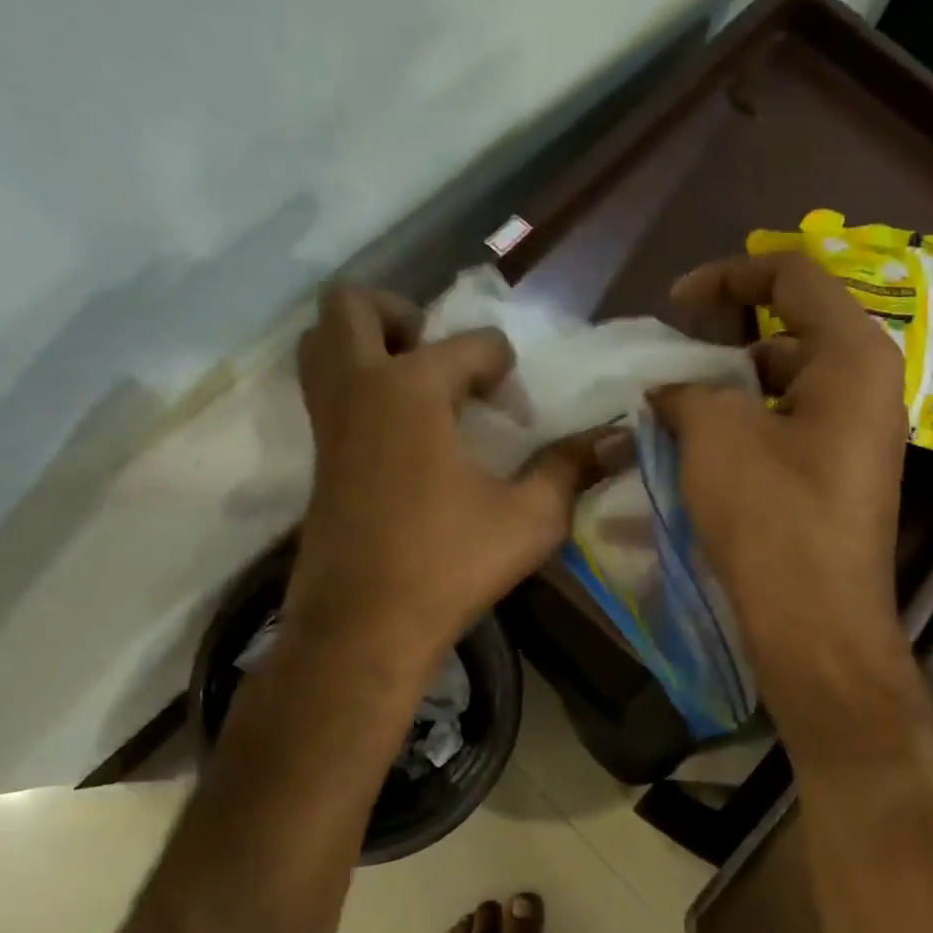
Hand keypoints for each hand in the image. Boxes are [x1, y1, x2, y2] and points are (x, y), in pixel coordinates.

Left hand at [284, 285, 602, 674]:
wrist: (363, 628)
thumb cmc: (448, 565)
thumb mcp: (529, 518)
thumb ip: (570, 469)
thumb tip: (615, 440)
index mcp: (412, 388)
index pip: (470, 344)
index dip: (502, 366)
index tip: (516, 406)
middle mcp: (360, 388)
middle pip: (351, 305)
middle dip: (399, 312)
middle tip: (438, 354)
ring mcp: (328, 423)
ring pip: (321, 344)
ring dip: (364, 343)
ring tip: (415, 383)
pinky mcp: (317, 458)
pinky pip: (325, 392)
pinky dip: (355, 386)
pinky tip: (401, 431)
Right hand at [649, 254, 911, 717]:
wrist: (815, 623)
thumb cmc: (772, 515)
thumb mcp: (715, 435)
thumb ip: (686, 391)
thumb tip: (668, 391)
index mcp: (853, 356)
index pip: (794, 275)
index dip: (728, 274)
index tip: (674, 304)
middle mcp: (868, 386)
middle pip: (789, 331)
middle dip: (723, 343)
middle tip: (671, 371)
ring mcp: (857, 435)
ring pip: (784, 386)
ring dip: (728, 393)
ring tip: (675, 416)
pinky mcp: (839, 476)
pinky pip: (787, 428)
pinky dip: (744, 428)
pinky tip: (700, 455)